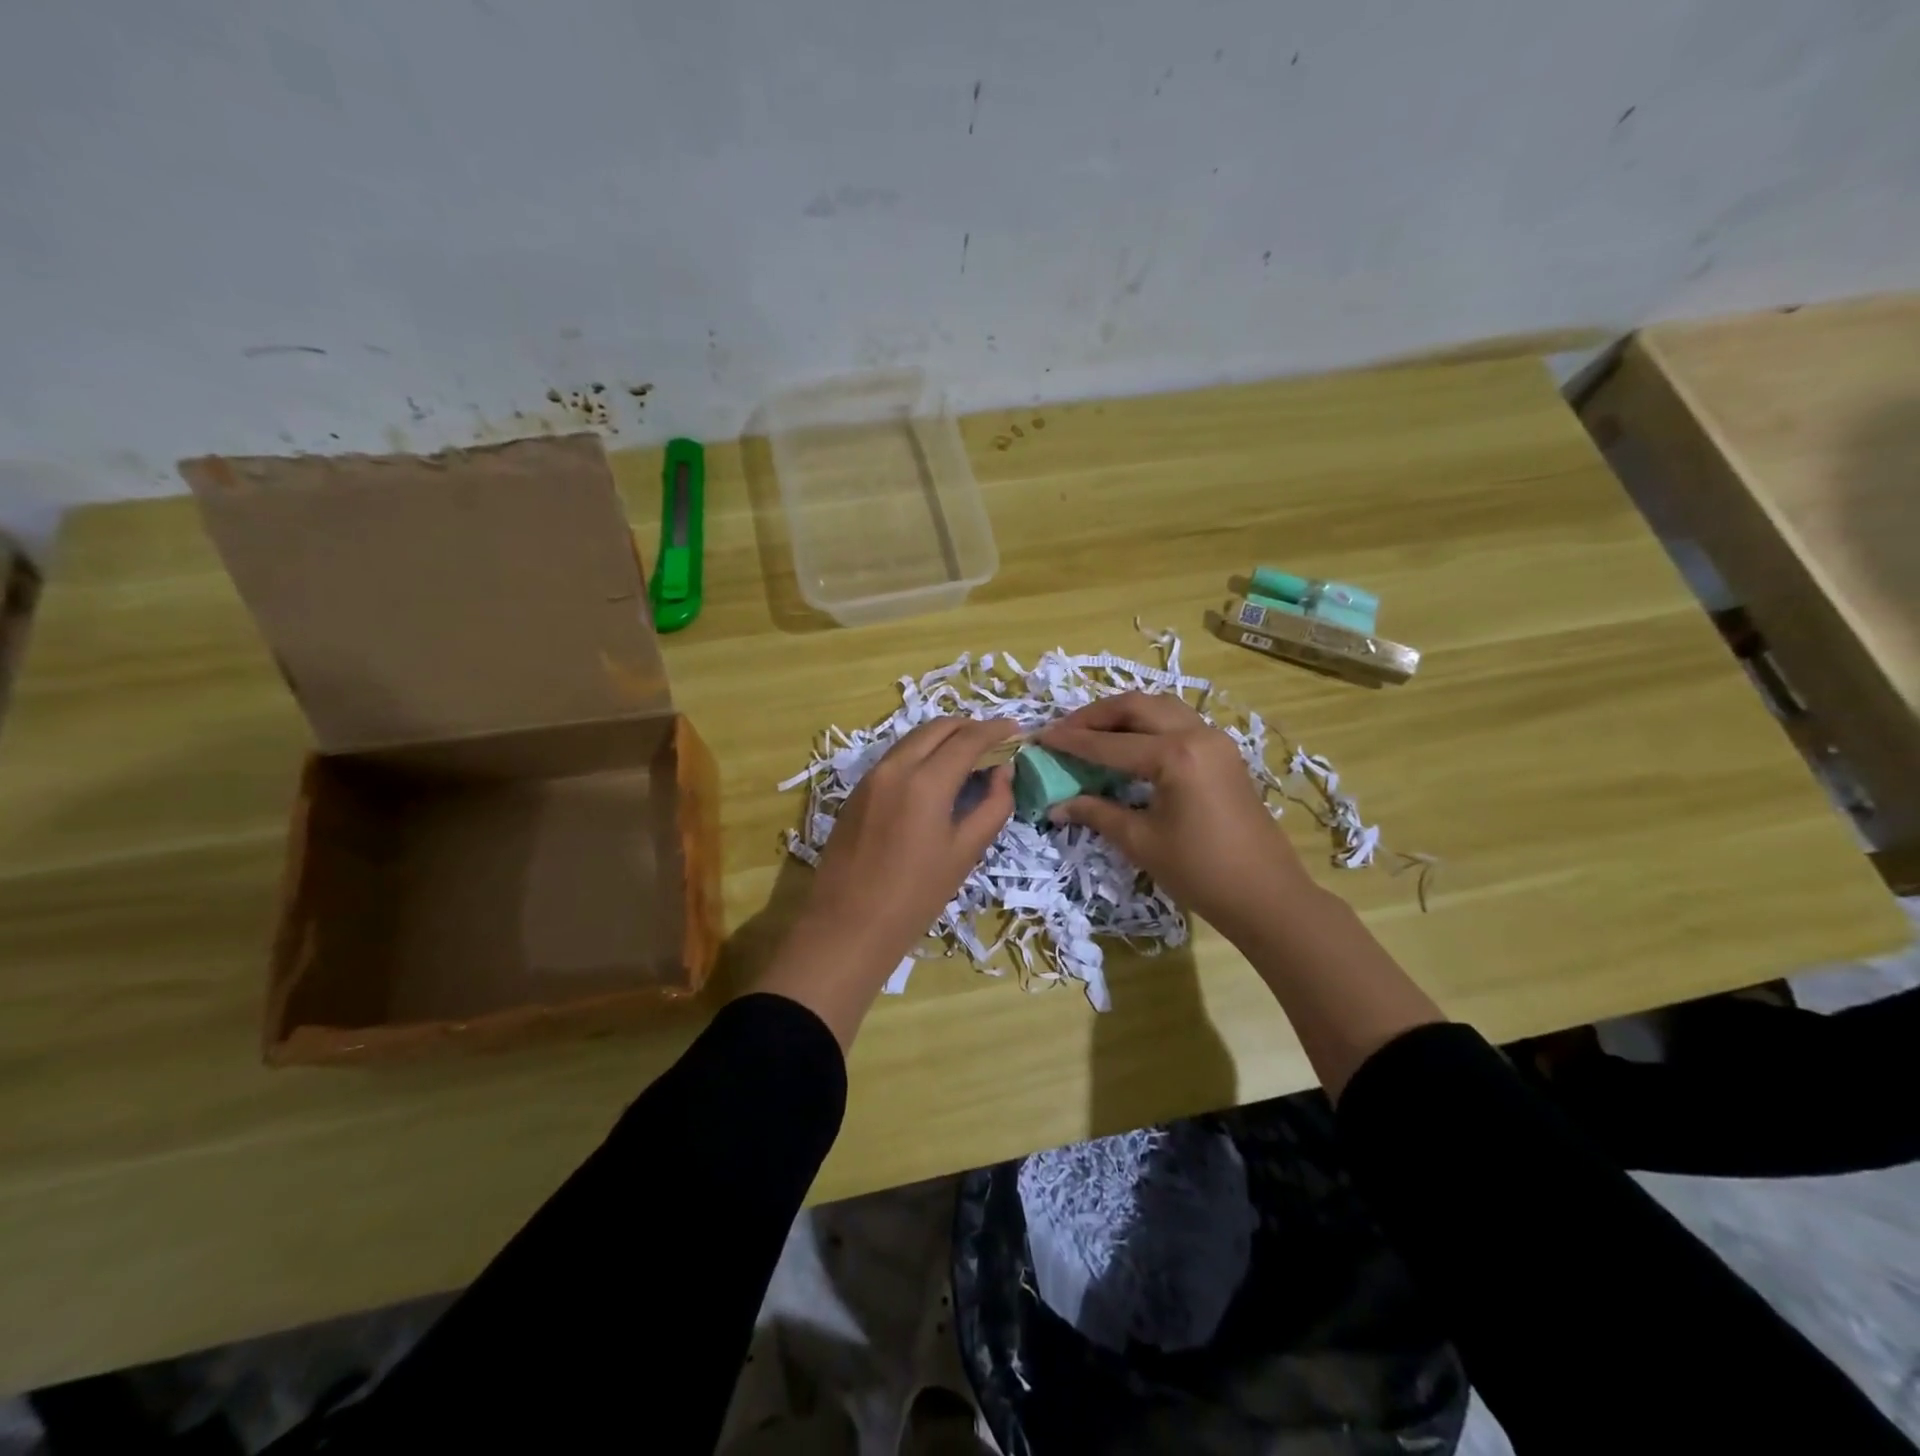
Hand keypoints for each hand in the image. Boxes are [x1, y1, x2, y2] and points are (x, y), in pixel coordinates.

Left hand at [758, 717, 1016, 1047]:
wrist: (849, 925)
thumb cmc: (916, 896)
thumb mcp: (965, 853)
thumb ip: (992, 806)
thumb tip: (1002, 773)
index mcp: (926, 782)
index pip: (968, 739)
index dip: (996, 730)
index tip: (1016, 730)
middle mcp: (895, 767)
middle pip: (937, 727)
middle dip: (969, 727)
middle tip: (994, 741)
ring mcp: (870, 777)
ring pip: (913, 739)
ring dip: (943, 738)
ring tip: (967, 756)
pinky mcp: (856, 791)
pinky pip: (895, 757)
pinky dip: (921, 754)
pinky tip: (934, 776)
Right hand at [1040, 692, 1310, 936]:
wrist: (1266, 896)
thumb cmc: (1200, 872)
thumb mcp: (1140, 841)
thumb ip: (1096, 813)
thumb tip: (1056, 806)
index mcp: (1175, 756)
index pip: (1110, 743)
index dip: (1071, 742)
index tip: (1040, 738)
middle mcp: (1196, 734)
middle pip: (1136, 706)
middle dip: (1095, 715)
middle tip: (1064, 730)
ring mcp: (1215, 740)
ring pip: (1160, 708)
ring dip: (1123, 714)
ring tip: (1092, 732)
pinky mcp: (1224, 753)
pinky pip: (1178, 722)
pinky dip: (1147, 724)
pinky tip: (1129, 744)